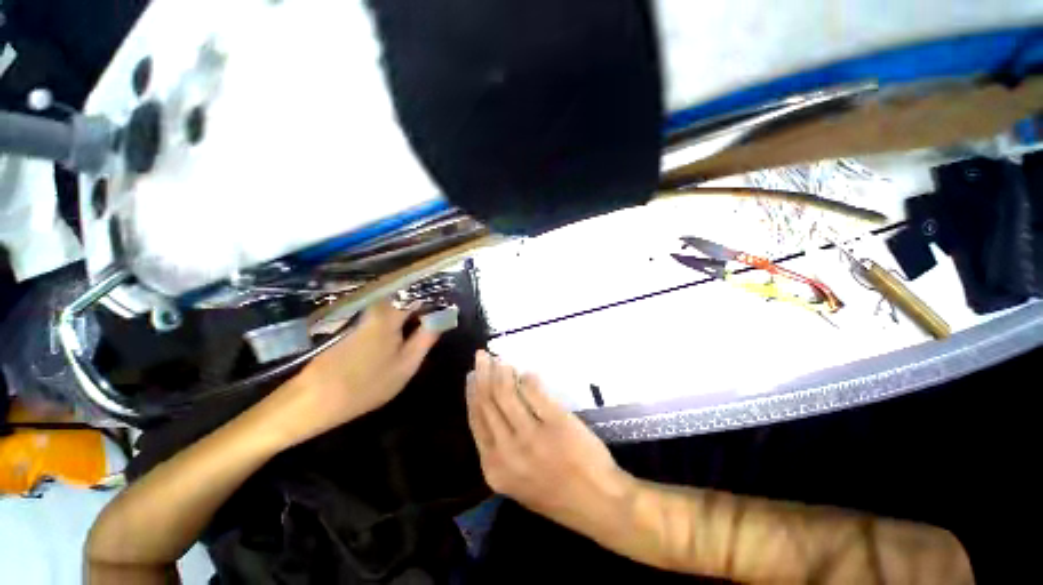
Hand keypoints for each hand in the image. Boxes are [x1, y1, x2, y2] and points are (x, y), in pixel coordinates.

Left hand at [270, 300, 440, 445]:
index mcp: (390, 314)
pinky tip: (399, 340)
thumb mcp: (406, 365)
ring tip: (421, 334)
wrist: (312, 401)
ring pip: (395, 310)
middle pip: (407, 300)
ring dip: (409, 318)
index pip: (419, 295)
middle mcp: (375, 309)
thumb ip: (426, 338)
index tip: (446, 312)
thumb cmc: (366, 385)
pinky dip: (395, 325)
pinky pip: (382, 318)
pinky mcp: (353, 328)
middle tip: (436, 327)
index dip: (435, 302)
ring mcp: (362, 318)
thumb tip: (443, 318)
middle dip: (423, 310)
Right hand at [466, 351, 633, 531]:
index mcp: (494, 468)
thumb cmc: (557, 493)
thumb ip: (501, 448)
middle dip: (482, 375)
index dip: (472, 393)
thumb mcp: (517, 480)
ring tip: (501, 359)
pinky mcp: (555, 422)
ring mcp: (531, 436)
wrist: (597, 503)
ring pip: (506, 394)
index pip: (476, 420)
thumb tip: (494, 407)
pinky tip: (526, 372)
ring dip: (501, 371)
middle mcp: (507, 452)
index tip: (472, 376)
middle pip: (487, 402)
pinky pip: (534, 392)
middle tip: (482, 356)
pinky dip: (528, 378)